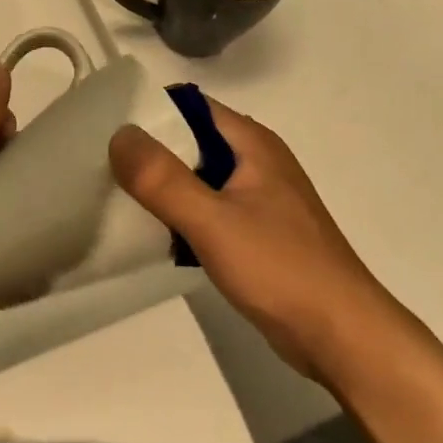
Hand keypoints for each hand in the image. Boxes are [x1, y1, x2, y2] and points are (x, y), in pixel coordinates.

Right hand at [110, 100, 421, 380]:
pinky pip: (208, 210)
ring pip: (198, 178)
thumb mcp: (213, 220)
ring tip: (115, 196)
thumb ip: (163, 179)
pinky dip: (180, 215)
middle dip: (149, 152)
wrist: (341, 335)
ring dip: (163, 186)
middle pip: (190, 142)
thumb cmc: (280, 268)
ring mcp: (258, 199)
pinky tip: (152, 233)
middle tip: (101, 164)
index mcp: (252, 143)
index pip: (190, 107)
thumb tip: (118, 135)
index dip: (149, 112)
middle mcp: (256, 161)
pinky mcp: (257, 233)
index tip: (105, 126)